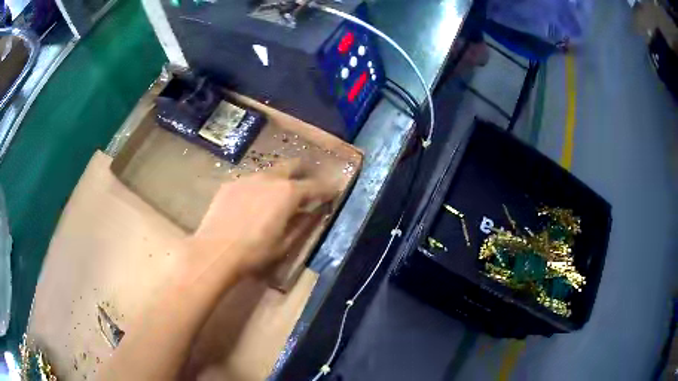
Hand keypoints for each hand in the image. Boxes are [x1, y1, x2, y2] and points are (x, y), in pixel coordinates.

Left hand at [186, 160, 336, 283]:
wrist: (215, 252)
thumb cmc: (254, 252)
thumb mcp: (284, 244)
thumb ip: (302, 225)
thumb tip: (312, 213)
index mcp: (288, 193)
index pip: (315, 186)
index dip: (327, 189)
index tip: (334, 191)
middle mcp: (270, 178)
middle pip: (292, 166)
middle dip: (303, 172)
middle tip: (307, 184)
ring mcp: (247, 178)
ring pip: (269, 172)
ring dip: (279, 179)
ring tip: (277, 194)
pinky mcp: (230, 184)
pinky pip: (250, 181)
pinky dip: (258, 188)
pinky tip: (251, 202)